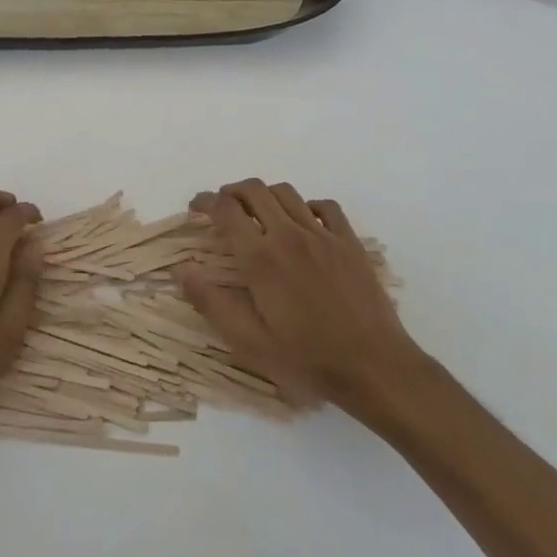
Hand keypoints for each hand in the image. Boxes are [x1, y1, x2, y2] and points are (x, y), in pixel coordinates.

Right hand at [177, 180, 427, 419]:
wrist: (373, 365)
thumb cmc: (306, 358)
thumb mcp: (249, 342)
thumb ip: (211, 302)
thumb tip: (182, 269)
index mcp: (261, 258)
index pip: (225, 210)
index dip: (205, 202)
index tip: (195, 207)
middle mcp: (289, 235)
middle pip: (254, 190)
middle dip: (231, 191)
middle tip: (220, 206)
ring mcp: (323, 235)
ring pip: (287, 192)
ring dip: (264, 194)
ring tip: (256, 211)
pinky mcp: (349, 242)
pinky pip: (325, 206)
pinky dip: (305, 205)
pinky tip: (302, 221)